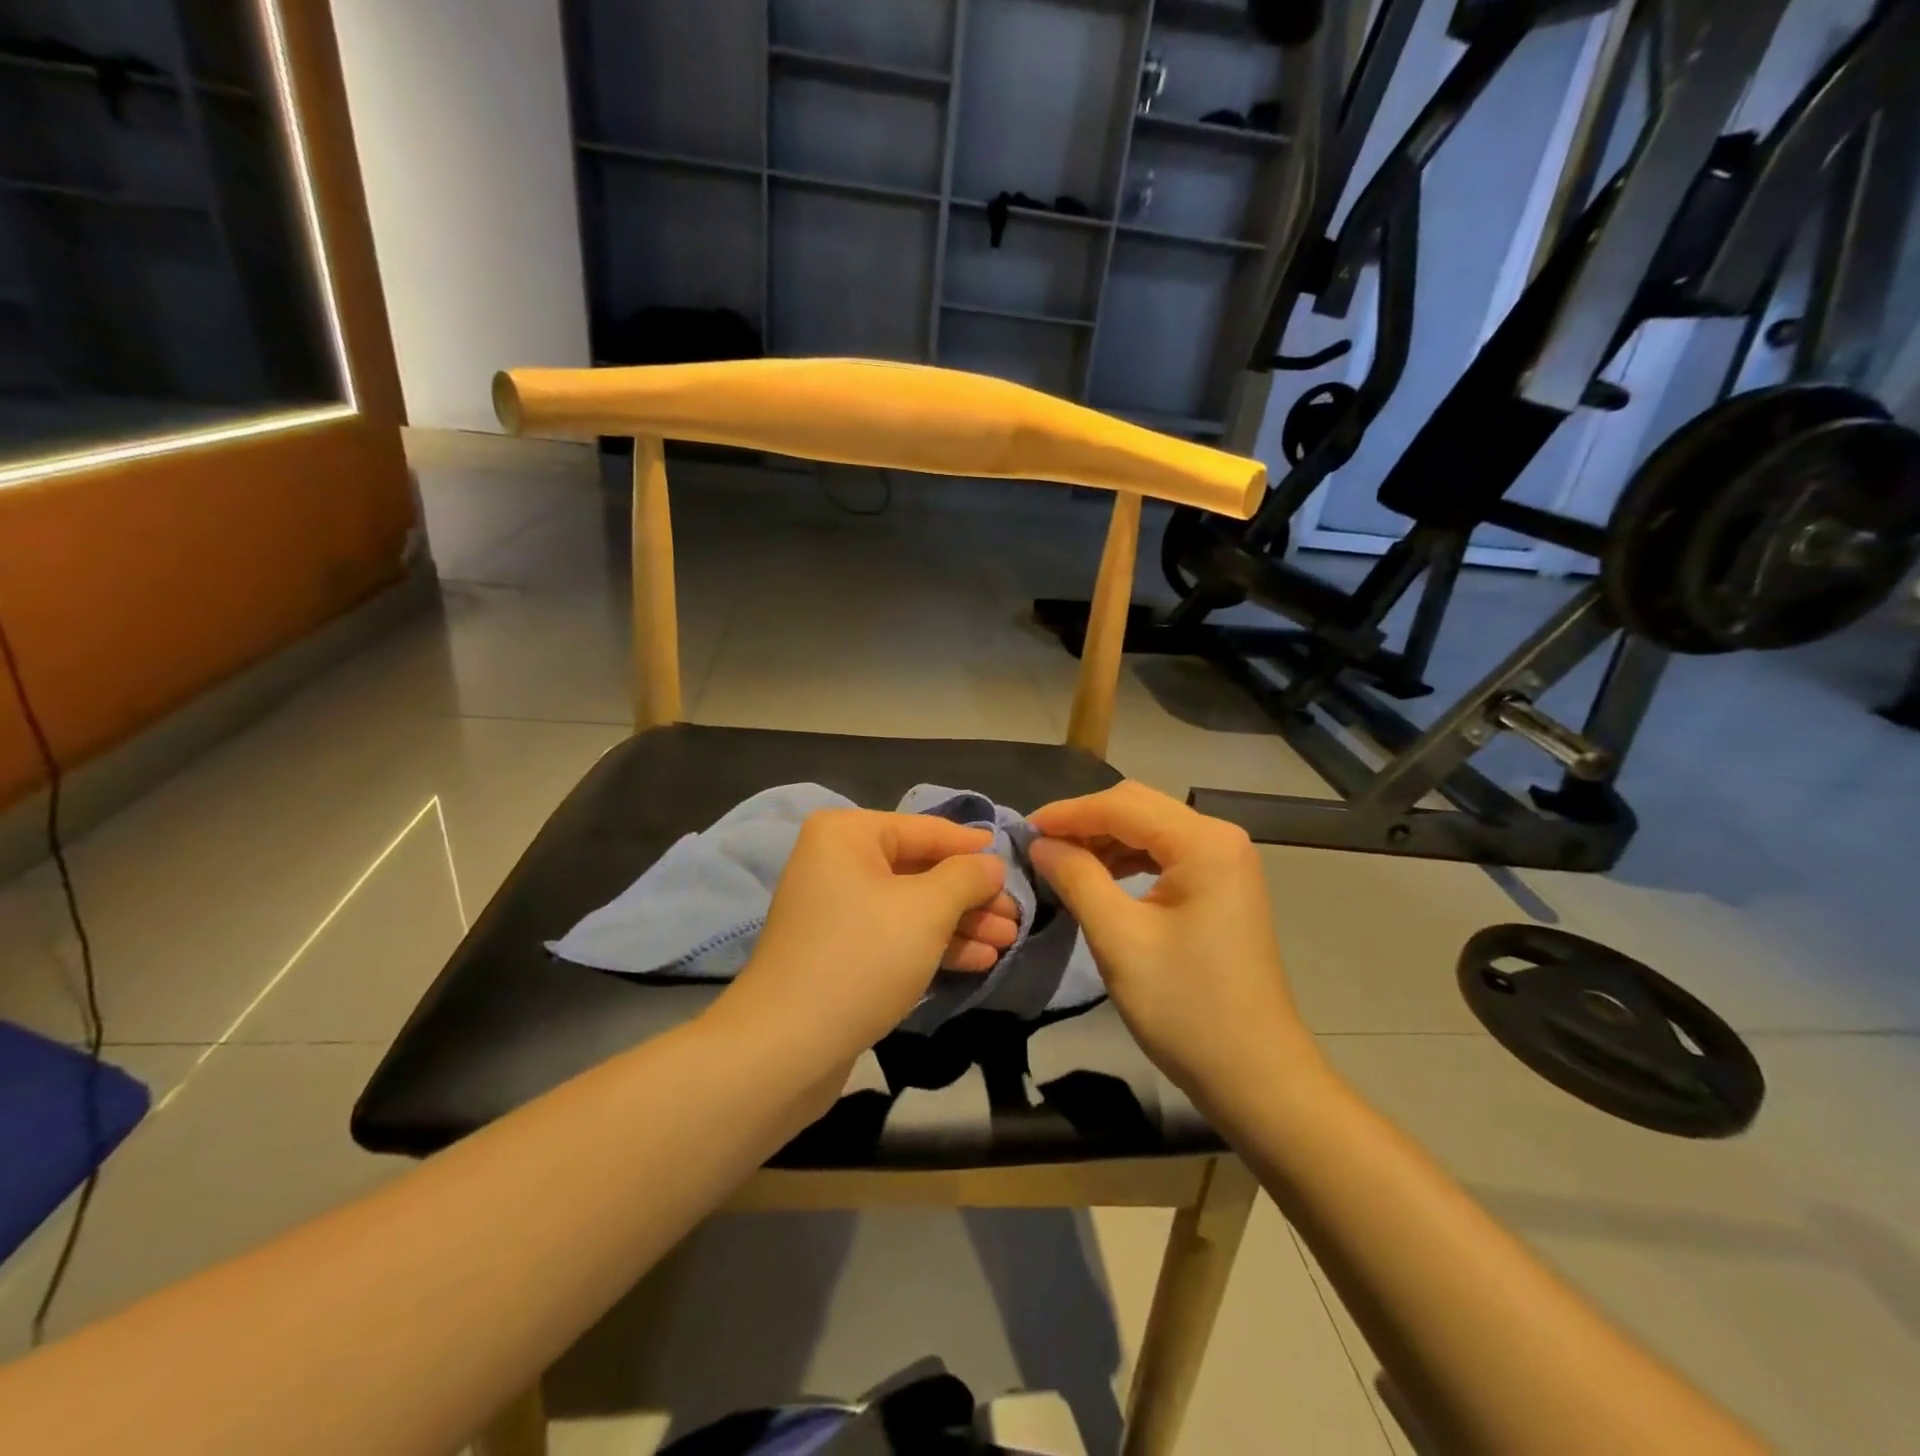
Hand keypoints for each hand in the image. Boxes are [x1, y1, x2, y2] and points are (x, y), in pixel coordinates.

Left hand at [716, 809, 1010, 1067]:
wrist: (786, 1047)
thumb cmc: (862, 957)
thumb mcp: (926, 910)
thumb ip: (966, 877)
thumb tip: (991, 863)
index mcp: (848, 834)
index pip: (926, 830)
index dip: (972, 847)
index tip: (1012, 860)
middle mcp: (838, 862)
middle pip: (920, 869)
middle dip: (971, 894)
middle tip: (1017, 915)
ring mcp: (837, 909)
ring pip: (912, 906)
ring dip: (961, 923)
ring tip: (1008, 941)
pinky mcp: (840, 951)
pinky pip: (896, 935)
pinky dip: (935, 944)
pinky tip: (978, 960)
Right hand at [1028, 781, 1319, 1107]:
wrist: (1254, 1075)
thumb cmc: (1185, 1006)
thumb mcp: (1119, 939)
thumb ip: (1077, 878)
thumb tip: (1040, 843)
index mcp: (1203, 842)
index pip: (1121, 806)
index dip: (1067, 814)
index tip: (1022, 829)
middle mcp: (1220, 838)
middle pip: (1138, 808)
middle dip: (1084, 822)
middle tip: (1038, 845)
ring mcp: (1225, 862)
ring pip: (1149, 829)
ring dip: (1103, 840)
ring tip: (1060, 862)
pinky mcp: (1220, 887)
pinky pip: (1164, 855)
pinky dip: (1126, 860)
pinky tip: (1098, 877)